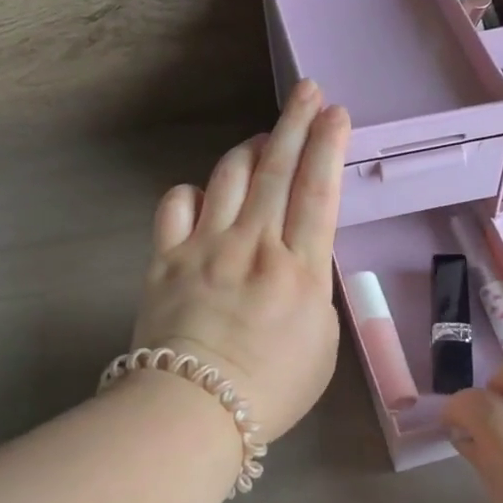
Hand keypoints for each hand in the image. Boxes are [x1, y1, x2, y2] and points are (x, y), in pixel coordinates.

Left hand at [130, 81, 350, 442]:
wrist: (193, 411)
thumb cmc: (271, 389)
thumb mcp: (321, 344)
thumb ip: (313, 291)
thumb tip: (299, 261)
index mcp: (299, 269)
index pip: (317, 191)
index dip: (328, 146)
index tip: (337, 113)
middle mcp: (254, 244)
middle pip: (277, 170)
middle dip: (295, 123)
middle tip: (307, 91)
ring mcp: (205, 246)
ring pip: (229, 176)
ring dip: (250, 149)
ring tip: (265, 139)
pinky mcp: (166, 257)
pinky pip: (177, 204)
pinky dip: (193, 192)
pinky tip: (205, 195)